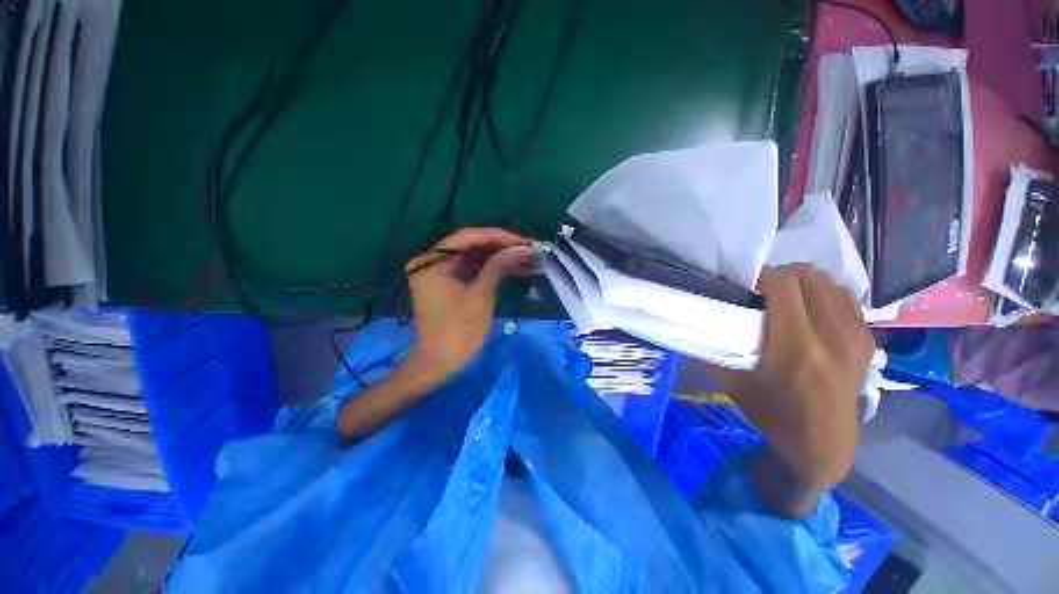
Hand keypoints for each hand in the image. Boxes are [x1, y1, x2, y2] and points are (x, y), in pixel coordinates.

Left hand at [404, 227, 535, 379]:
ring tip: (528, 259)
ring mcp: (440, 270)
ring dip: (501, 258)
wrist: (440, 363)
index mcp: (432, 259)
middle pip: (473, 245)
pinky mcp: (449, 281)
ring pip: (476, 256)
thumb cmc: (458, 331)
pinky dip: (493, 269)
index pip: (470, 237)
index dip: (500, 238)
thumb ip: (499, 266)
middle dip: (503, 247)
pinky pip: (474, 268)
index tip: (526, 242)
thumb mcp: (481, 295)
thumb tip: (524, 248)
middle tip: (530, 250)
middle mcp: (432, 259)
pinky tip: (515, 268)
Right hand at [710, 264, 874, 488]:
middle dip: (781, 275)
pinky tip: (810, 309)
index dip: (760, 275)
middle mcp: (831, 335)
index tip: (745, 284)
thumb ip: (711, 351)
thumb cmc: (773, 415)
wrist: (824, 445)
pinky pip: (845, 297)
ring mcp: (855, 336)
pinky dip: (823, 293)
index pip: (783, 284)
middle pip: (807, 276)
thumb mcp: (732, 384)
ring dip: (803, 283)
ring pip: (828, 282)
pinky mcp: (867, 339)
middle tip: (763, 291)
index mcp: (795, 346)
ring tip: (786, 298)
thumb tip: (692, 325)